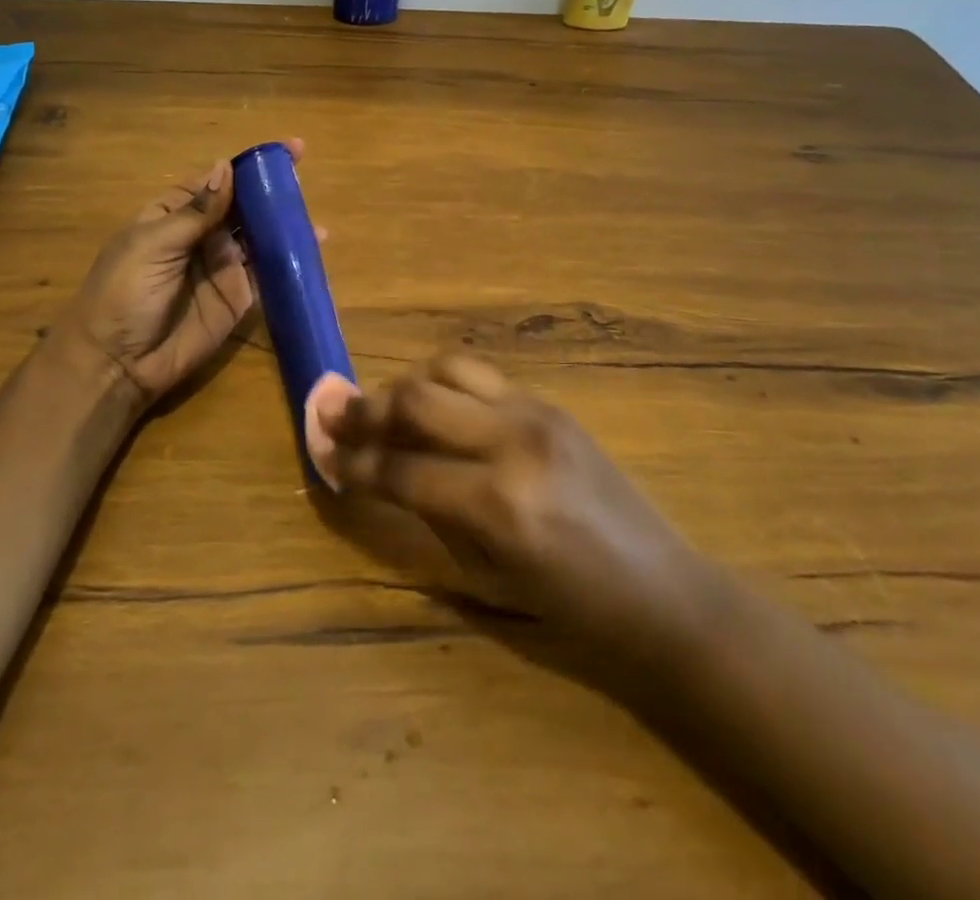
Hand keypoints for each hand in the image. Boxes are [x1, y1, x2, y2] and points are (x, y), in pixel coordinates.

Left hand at [57, 140, 306, 404]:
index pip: (215, 182)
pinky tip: (313, 246)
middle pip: (242, 206)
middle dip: (271, 190)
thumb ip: (196, 211)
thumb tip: (226, 167)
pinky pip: (267, 273)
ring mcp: (222, 267)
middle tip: (304, 175)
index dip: (246, 166)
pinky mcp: (238, 298)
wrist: (117, 363)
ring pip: (259, 236)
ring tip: (312, 211)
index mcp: (172, 215)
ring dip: (284, 222)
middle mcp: (201, 236)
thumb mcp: (153, 245)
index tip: (285, 150)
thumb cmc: (124, 293)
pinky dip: (290, 259)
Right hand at [315, 355, 694, 643]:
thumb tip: (375, 471)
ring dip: (407, 385)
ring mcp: (536, 413)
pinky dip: (446, 385)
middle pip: (416, 398)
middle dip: (366, 408)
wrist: (659, 590)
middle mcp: (512, 443)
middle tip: (335, 414)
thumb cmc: (570, 611)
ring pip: (447, 368)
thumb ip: (426, 516)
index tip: (320, 449)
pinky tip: (438, 410)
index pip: (399, 467)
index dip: (351, 459)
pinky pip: (482, 377)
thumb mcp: (484, 581)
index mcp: (494, 505)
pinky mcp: (551, 402)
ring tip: (388, 409)